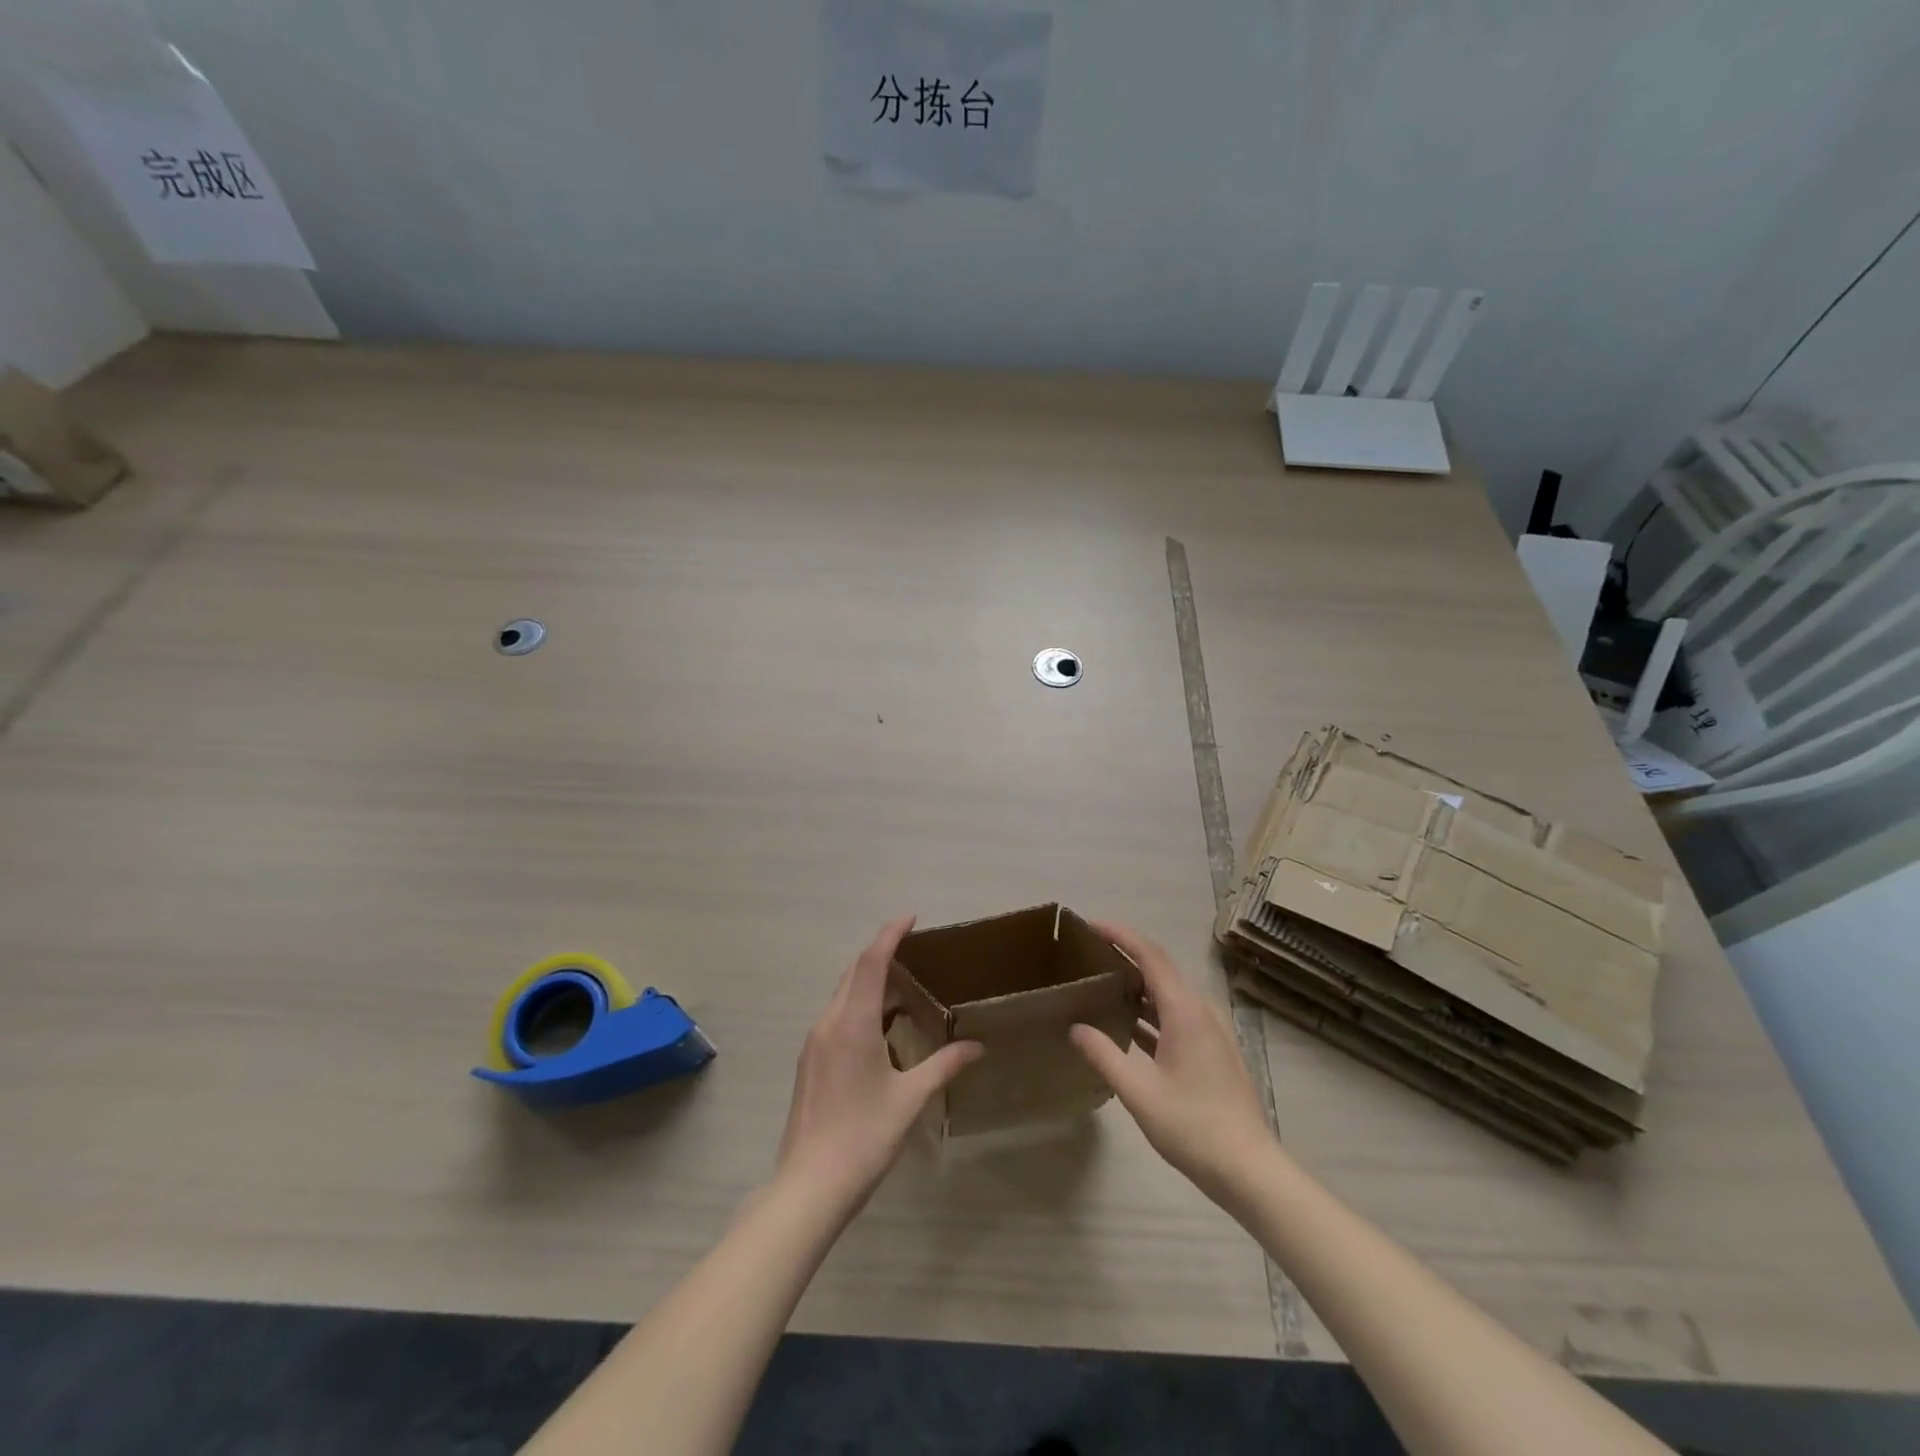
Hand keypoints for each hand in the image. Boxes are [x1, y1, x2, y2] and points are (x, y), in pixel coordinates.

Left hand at [774, 915, 981, 1218]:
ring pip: (842, 994)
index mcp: (853, 1023)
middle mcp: (829, 1023)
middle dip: (881, 953)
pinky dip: (859, 1006)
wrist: (809, 1185)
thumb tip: (977, 1047)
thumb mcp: (910, 1099)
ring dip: (869, 981)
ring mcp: (815, 1042)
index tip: (911, 918)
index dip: (890, 934)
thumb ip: (944, 1065)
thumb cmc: (864, 1136)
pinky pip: (836, 1016)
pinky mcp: (810, 1061)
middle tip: (913, 950)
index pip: (871, 962)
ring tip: (904, 988)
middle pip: (853, 972)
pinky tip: (881, 1028)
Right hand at [1069, 921, 1273, 1203]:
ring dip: (1137, 983)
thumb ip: (1103, 1055)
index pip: (1150, 955)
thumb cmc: (1193, 1126)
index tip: (1089, 925)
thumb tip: (1075, 1027)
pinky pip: (1176, 1013)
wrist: (1249, 1169)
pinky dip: (1150, 1008)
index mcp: (1185, 1011)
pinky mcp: (1212, 1050)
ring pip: (1168, 992)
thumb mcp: (1139, 1092)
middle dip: (1125, 953)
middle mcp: (1200, 1011)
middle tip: (1088, 952)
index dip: (1120, 935)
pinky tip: (1127, 1023)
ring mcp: (1209, 1031)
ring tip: (1100, 982)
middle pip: (1160, 968)